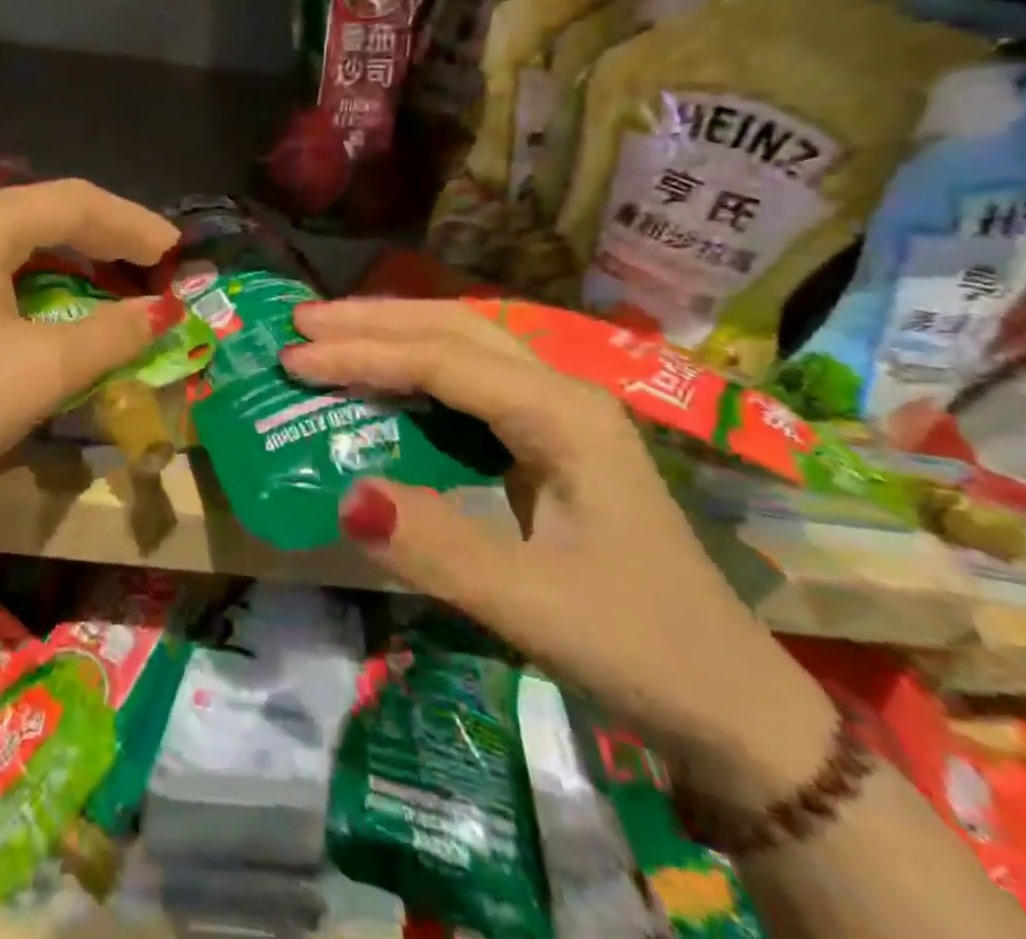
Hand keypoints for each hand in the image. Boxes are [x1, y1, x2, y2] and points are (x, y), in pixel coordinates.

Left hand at [0, 180, 176, 506]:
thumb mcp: (44, 369)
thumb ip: (113, 332)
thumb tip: (164, 312)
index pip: (74, 202)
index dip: (133, 224)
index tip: (178, 251)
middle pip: (47, 209)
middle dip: (108, 233)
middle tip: (158, 262)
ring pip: (22, 235)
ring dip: (76, 252)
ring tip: (122, 273)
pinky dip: (43, 274)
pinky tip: (64, 294)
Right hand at [284, 297, 835, 801]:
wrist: (732, 706)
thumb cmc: (639, 647)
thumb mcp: (533, 606)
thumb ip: (438, 548)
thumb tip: (345, 495)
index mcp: (564, 416)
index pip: (443, 361)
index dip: (363, 354)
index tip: (293, 358)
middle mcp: (562, 394)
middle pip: (456, 328)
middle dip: (374, 320)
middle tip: (301, 322)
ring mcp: (561, 415)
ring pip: (467, 346)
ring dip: (396, 333)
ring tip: (330, 335)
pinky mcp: (551, 441)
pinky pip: (472, 382)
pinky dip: (417, 368)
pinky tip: (386, 380)